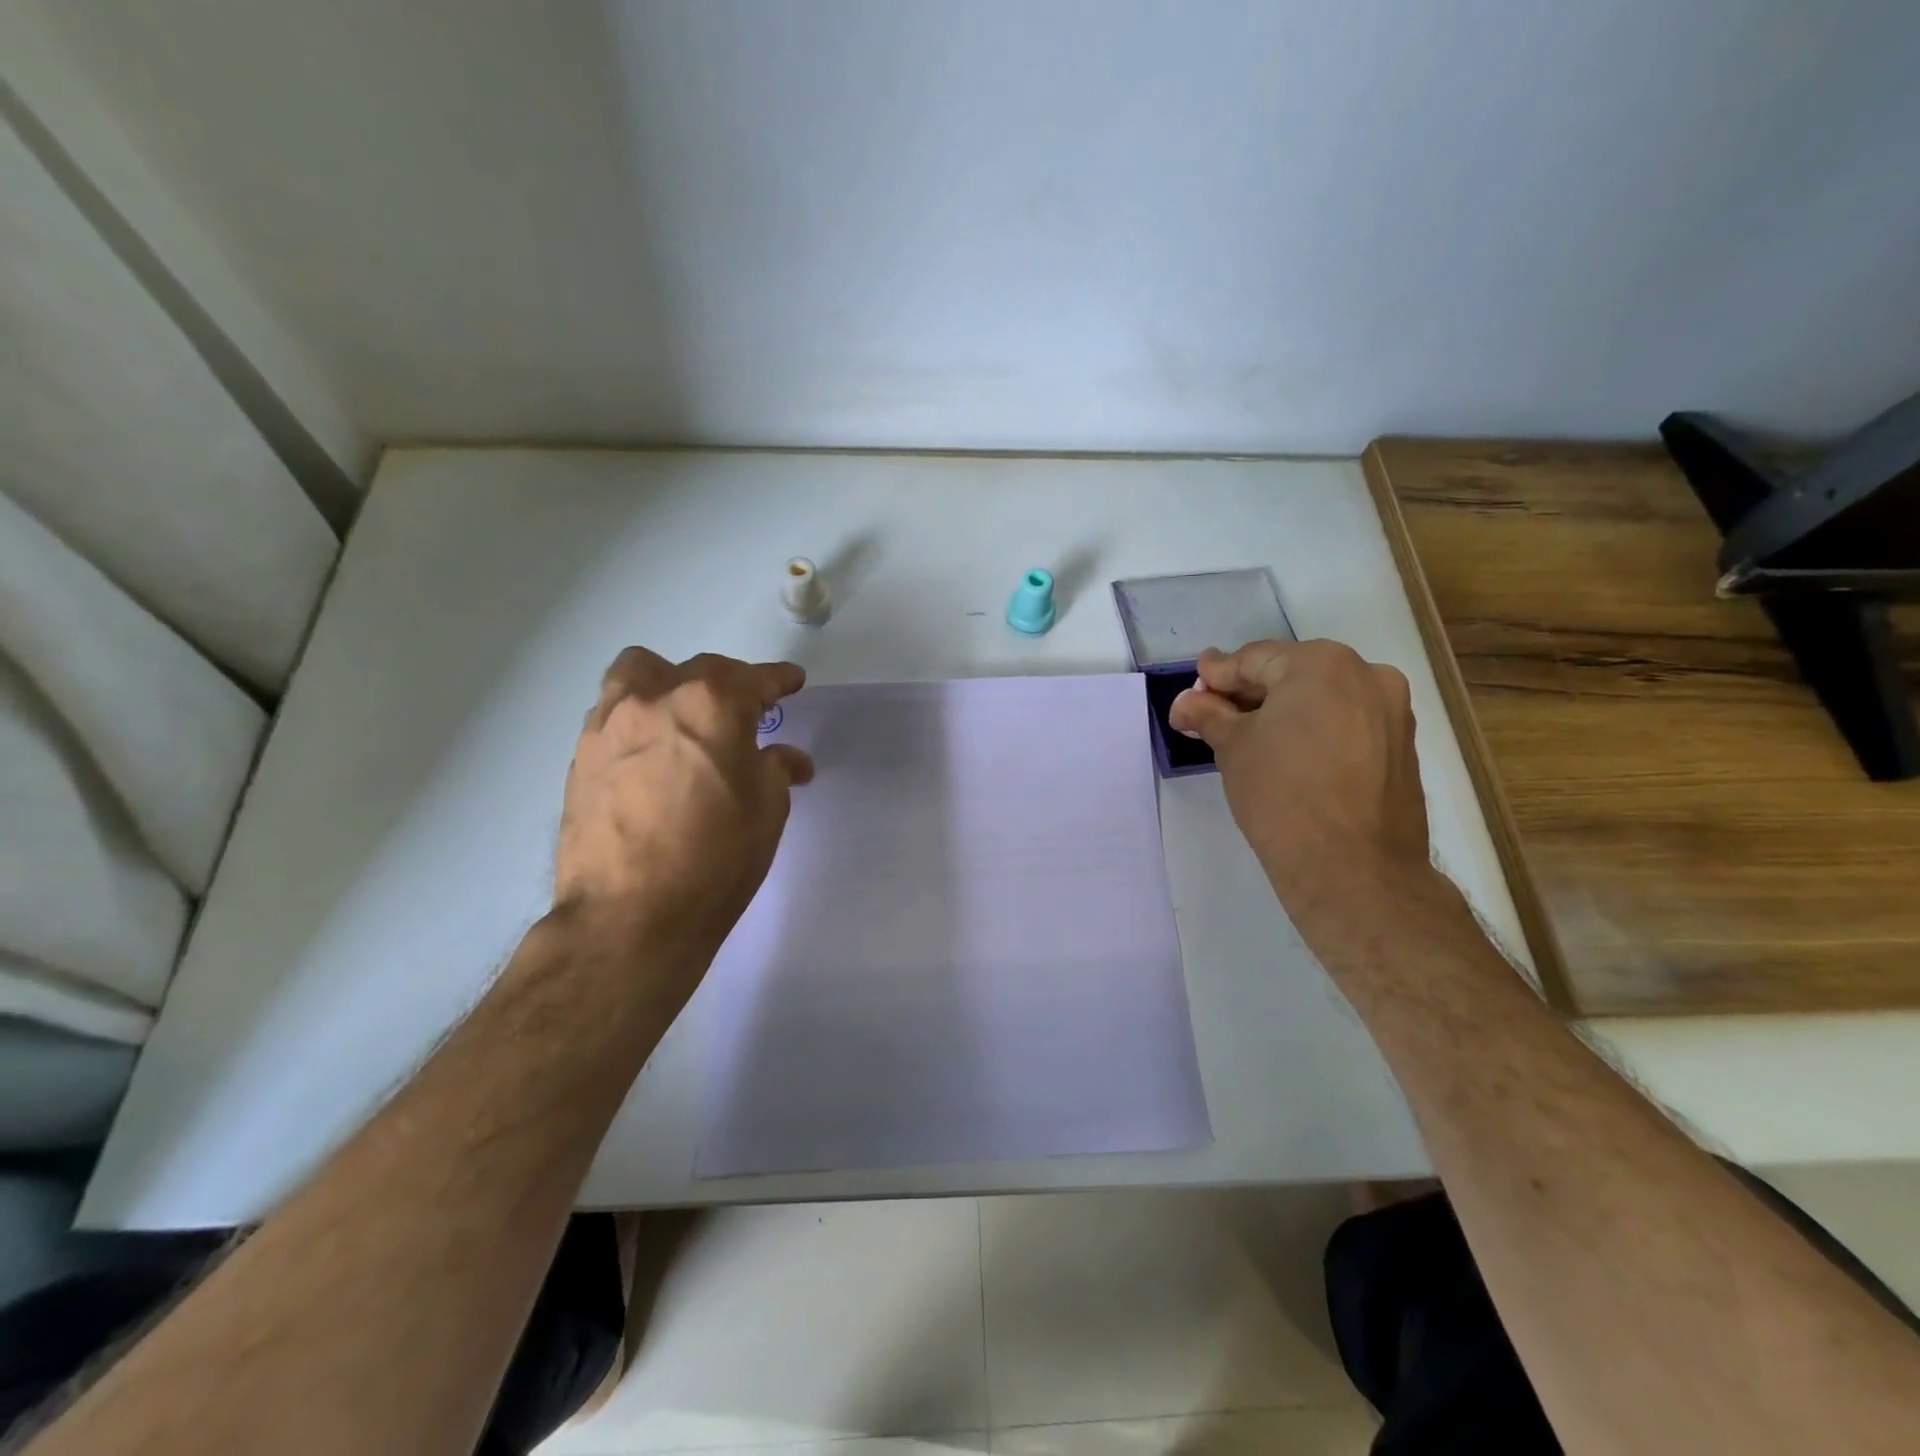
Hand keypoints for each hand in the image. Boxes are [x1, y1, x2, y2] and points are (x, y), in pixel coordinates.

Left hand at [554, 648, 812, 989]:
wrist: (628, 916)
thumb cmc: (715, 859)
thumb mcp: (766, 811)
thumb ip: (776, 769)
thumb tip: (786, 759)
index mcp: (712, 705)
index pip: (755, 679)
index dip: (779, 680)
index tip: (792, 682)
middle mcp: (656, 698)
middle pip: (699, 670)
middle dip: (728, 684)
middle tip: (744, 714)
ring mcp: (610, 723)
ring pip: (640, 674)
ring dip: (669, 685)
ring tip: (684, 719)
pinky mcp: (581, 755)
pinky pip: (614, 713)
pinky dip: (639, 719)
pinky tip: (652, 755)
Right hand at [1167, 640, 1432, 914]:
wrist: (1354, 869)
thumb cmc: (1281, 795)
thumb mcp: (1232, 748)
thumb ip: (1208, 714)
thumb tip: (1186, 701)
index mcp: (1321, 663)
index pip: (1253, 659)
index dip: (1215, 677)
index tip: (1190, 694)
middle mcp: (1366, 674)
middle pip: (1290, 674)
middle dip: (1248, 695)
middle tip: (1211, 717)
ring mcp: (1392, 710)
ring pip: (1321, 699)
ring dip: (1281, 713)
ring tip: (1246, 740)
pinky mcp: (1402, 746)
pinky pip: (1346, 723)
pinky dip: (1313, 730)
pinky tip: (1287, 756)